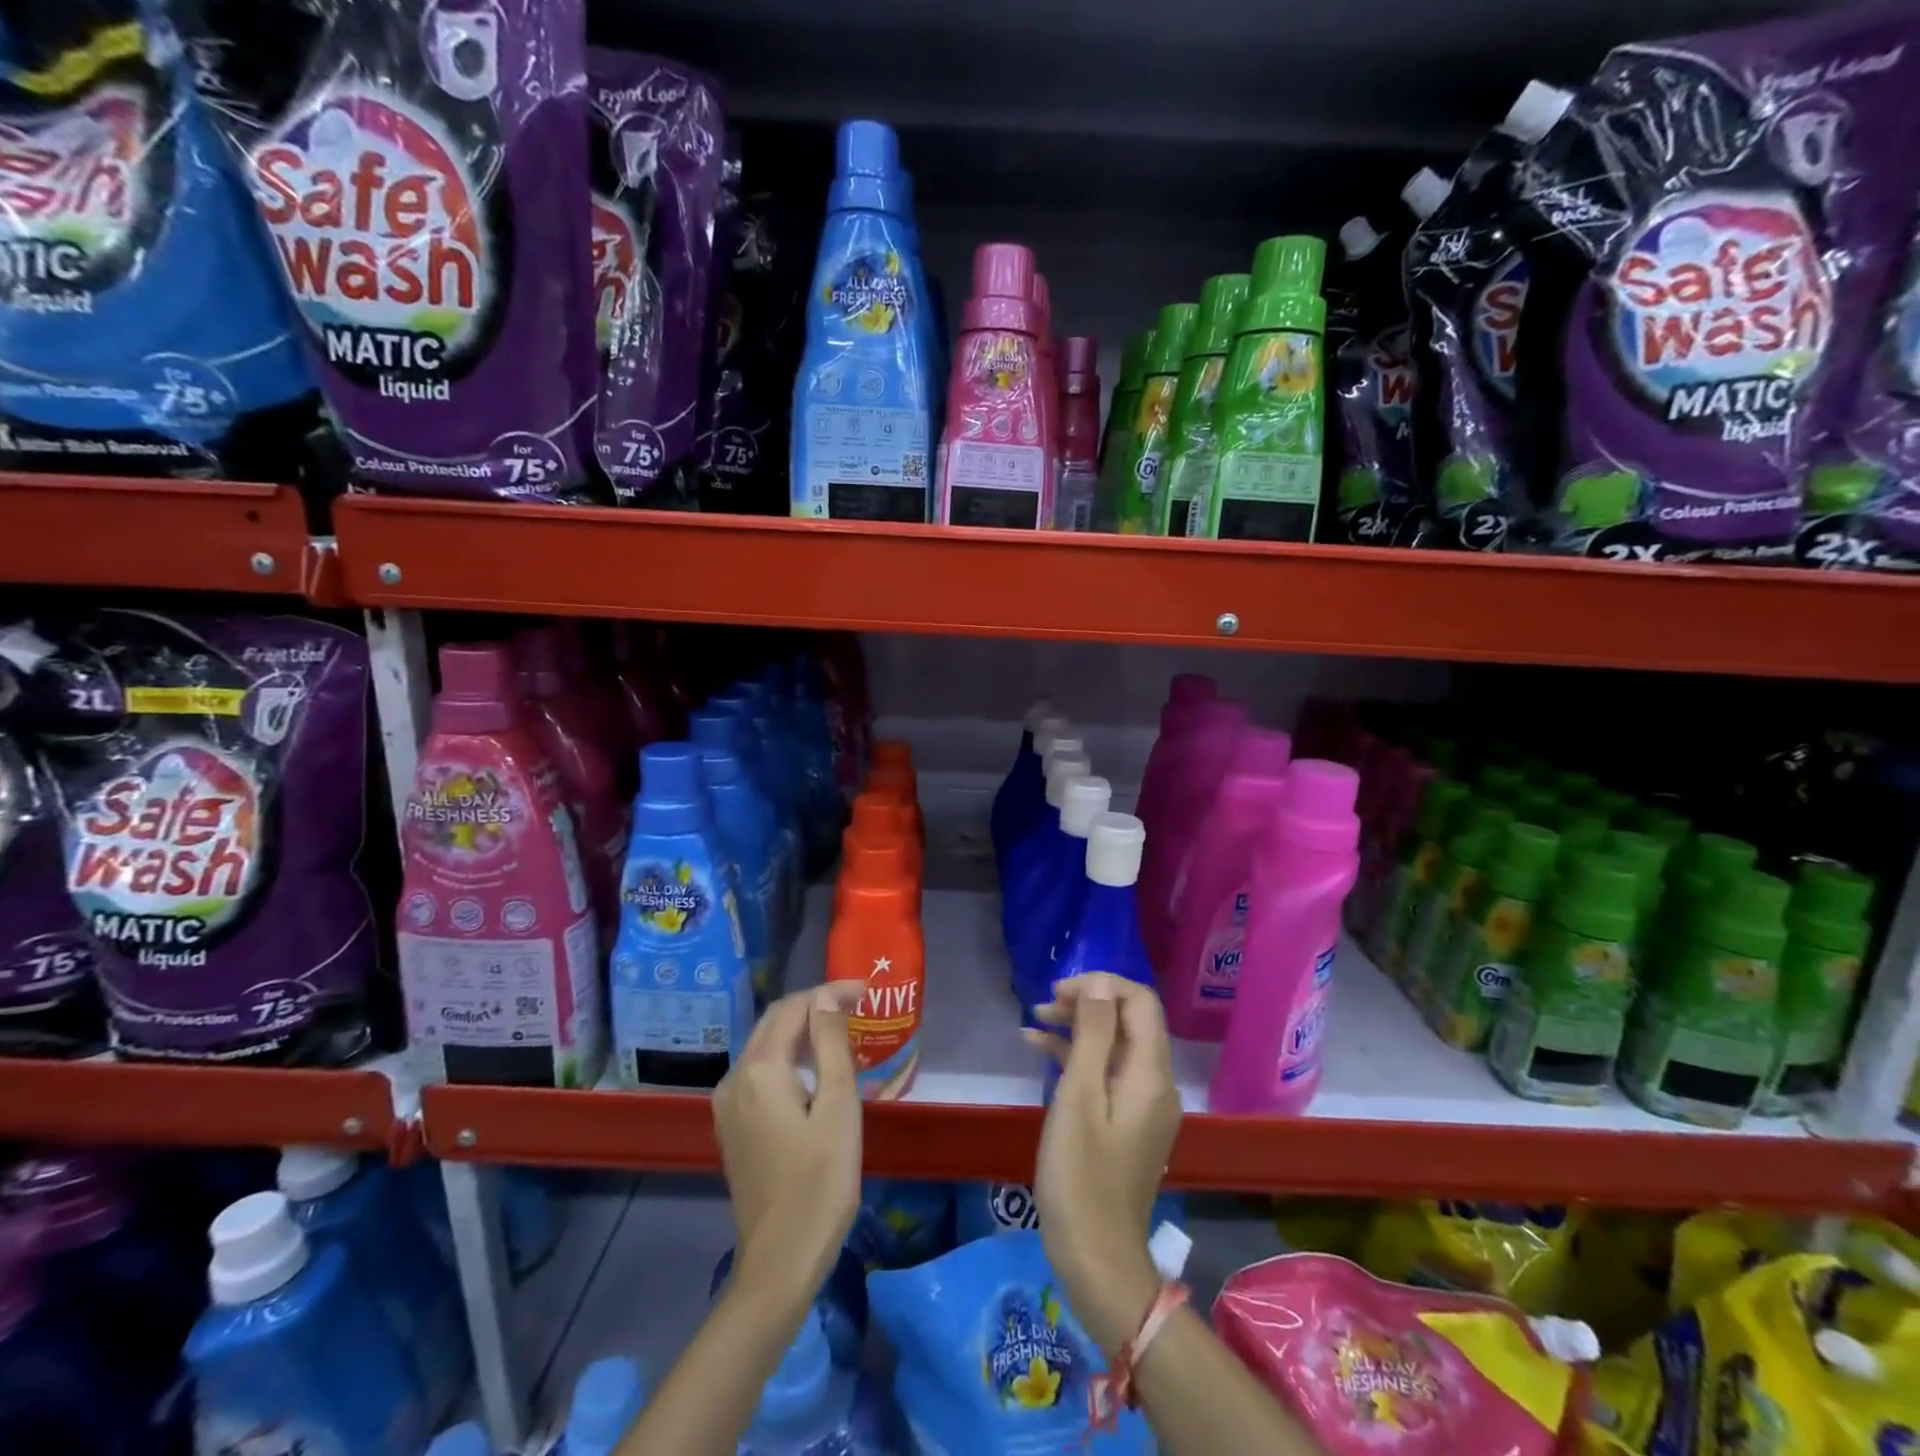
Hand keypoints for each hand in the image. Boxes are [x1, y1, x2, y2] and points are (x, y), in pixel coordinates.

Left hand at [714, 982, 864, 1306]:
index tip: (866, 992)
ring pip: (765, 1046)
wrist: (781, 1260)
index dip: (829, 993)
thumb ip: (830, 1044)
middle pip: (774, 1022)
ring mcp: (729, 1105)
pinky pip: (760, 1073)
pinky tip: (814, 1067)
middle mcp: (735, 1078)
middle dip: (814, 1005)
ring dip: (801, 1030)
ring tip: (840, 1029)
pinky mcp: (733, 1127)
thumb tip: (826, 999)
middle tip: (856, 1004)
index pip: (794, 1008)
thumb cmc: (820, 1181)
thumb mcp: (838, 1106)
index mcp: (760, 1069)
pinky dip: (788, 1057)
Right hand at [1024, 973, 1182, 1345]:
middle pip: (1129, 1021)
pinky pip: (1106, 1075)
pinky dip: (1076, 1058)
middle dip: (1088, 1003)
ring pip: (1114, 1046)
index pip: (1140, 1002)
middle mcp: (1155, 1084)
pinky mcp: (1126, 1124)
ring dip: (1078, 1027)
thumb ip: (1093, 1034)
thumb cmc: (1081, 1175)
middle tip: (1044, 1004)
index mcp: (1150, 1074)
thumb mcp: (1080, 1096)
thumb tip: (1100, 983)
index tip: (1061, 991)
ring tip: (1034, 1020)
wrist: (1096, 1259)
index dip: (1102, 985)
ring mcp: (1142, 1106)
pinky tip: (1038, 1049)